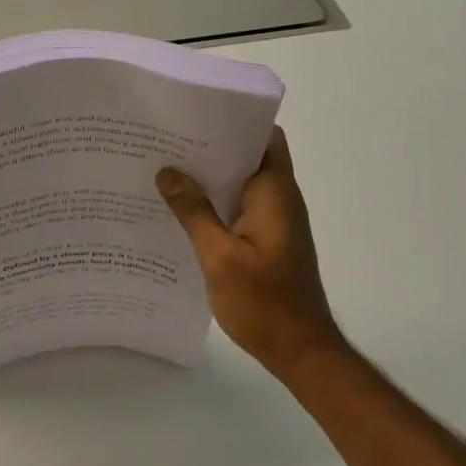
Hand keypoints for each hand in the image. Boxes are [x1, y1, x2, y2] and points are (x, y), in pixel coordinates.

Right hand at [157, 127, 346, 375]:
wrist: (300, 351)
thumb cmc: (264, 302)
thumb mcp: (219, 256)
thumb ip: (194, 212)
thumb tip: (168, 172)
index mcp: (274, 193)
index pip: (264, 137)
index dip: (235, 121)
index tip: (196, 114)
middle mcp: (278, 199)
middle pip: (248, 156)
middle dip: (211, 146)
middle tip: (167, 139)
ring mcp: (274, 221)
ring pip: (240, 183)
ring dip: (210, 176)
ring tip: (165, 168)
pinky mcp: (266, 240)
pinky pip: (238, 207)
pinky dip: (214, 202)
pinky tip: (180, 209)